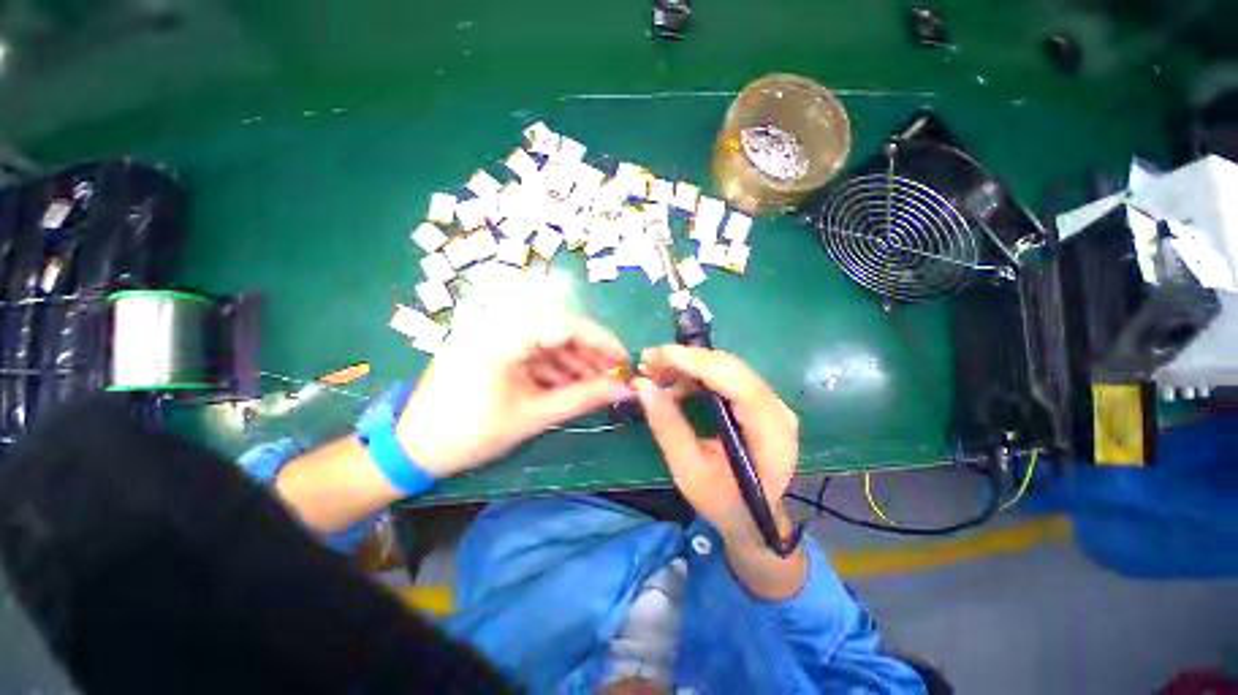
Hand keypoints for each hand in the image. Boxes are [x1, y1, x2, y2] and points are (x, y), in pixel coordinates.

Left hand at [396, 315, 633, 476]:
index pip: (566, 324)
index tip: (623, 360)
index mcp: (504, 335)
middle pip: (559, 330)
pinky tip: (570, 385)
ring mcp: (494, 334)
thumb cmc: (471, 433)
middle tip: (611, 377)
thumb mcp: (534, 415)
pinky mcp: (493, 347)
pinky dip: (554, 368)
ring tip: (595, 386)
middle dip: (589, 354)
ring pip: (548, 342)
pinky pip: (532, 352)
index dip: (601, 341)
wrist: (413, 448)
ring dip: (574, 363)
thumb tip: (623, 390)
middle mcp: (498, 324)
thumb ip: (582, 398)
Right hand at [634, 345, 798, 546]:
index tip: (659, 355)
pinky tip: (674, 382)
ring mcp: (768, 401)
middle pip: (730, 367)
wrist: (753, 517)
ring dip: (688, 364)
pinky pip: (723, 375)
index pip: (737, 382)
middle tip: (648, 362)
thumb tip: (644, 387)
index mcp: (770, 430)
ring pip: (725, 367)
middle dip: (686, 359)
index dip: (697, 363)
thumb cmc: (725, 502)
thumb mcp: (690, 472)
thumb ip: (668, 428)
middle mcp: (776, 407)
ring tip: (655, 373)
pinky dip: (695, 374)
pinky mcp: (756, 400)